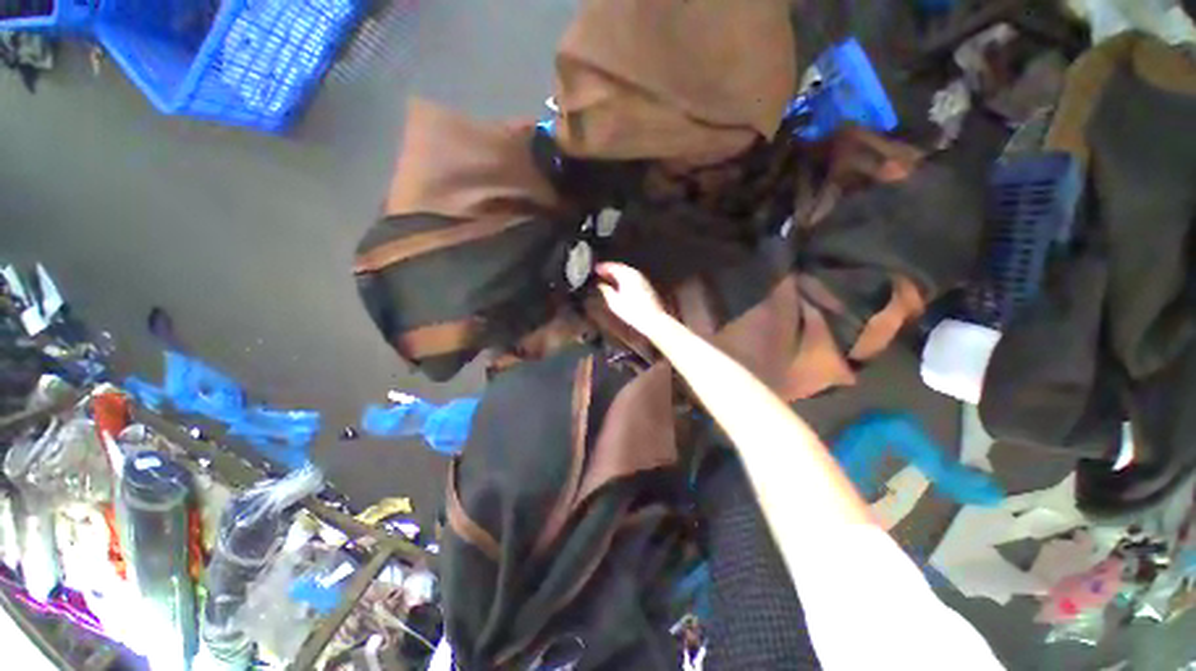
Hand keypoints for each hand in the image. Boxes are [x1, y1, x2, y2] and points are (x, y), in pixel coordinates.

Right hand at [596, 263, 668, 335]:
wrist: (652, 319)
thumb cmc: (633, 312)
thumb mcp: (614, 302)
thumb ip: (606, 291)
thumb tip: (601, 286)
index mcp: (627, 276)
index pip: (613, 267)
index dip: (603, 267)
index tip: (596, 269)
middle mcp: (635, 275)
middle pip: (621, 267)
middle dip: (611, 269)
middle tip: (602, 271)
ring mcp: (642, 280)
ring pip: (628, 272)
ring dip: (618, 273)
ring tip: (610, 278)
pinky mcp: (647, 287)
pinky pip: (633, 277)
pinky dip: (625, 278)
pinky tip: (622, 285)